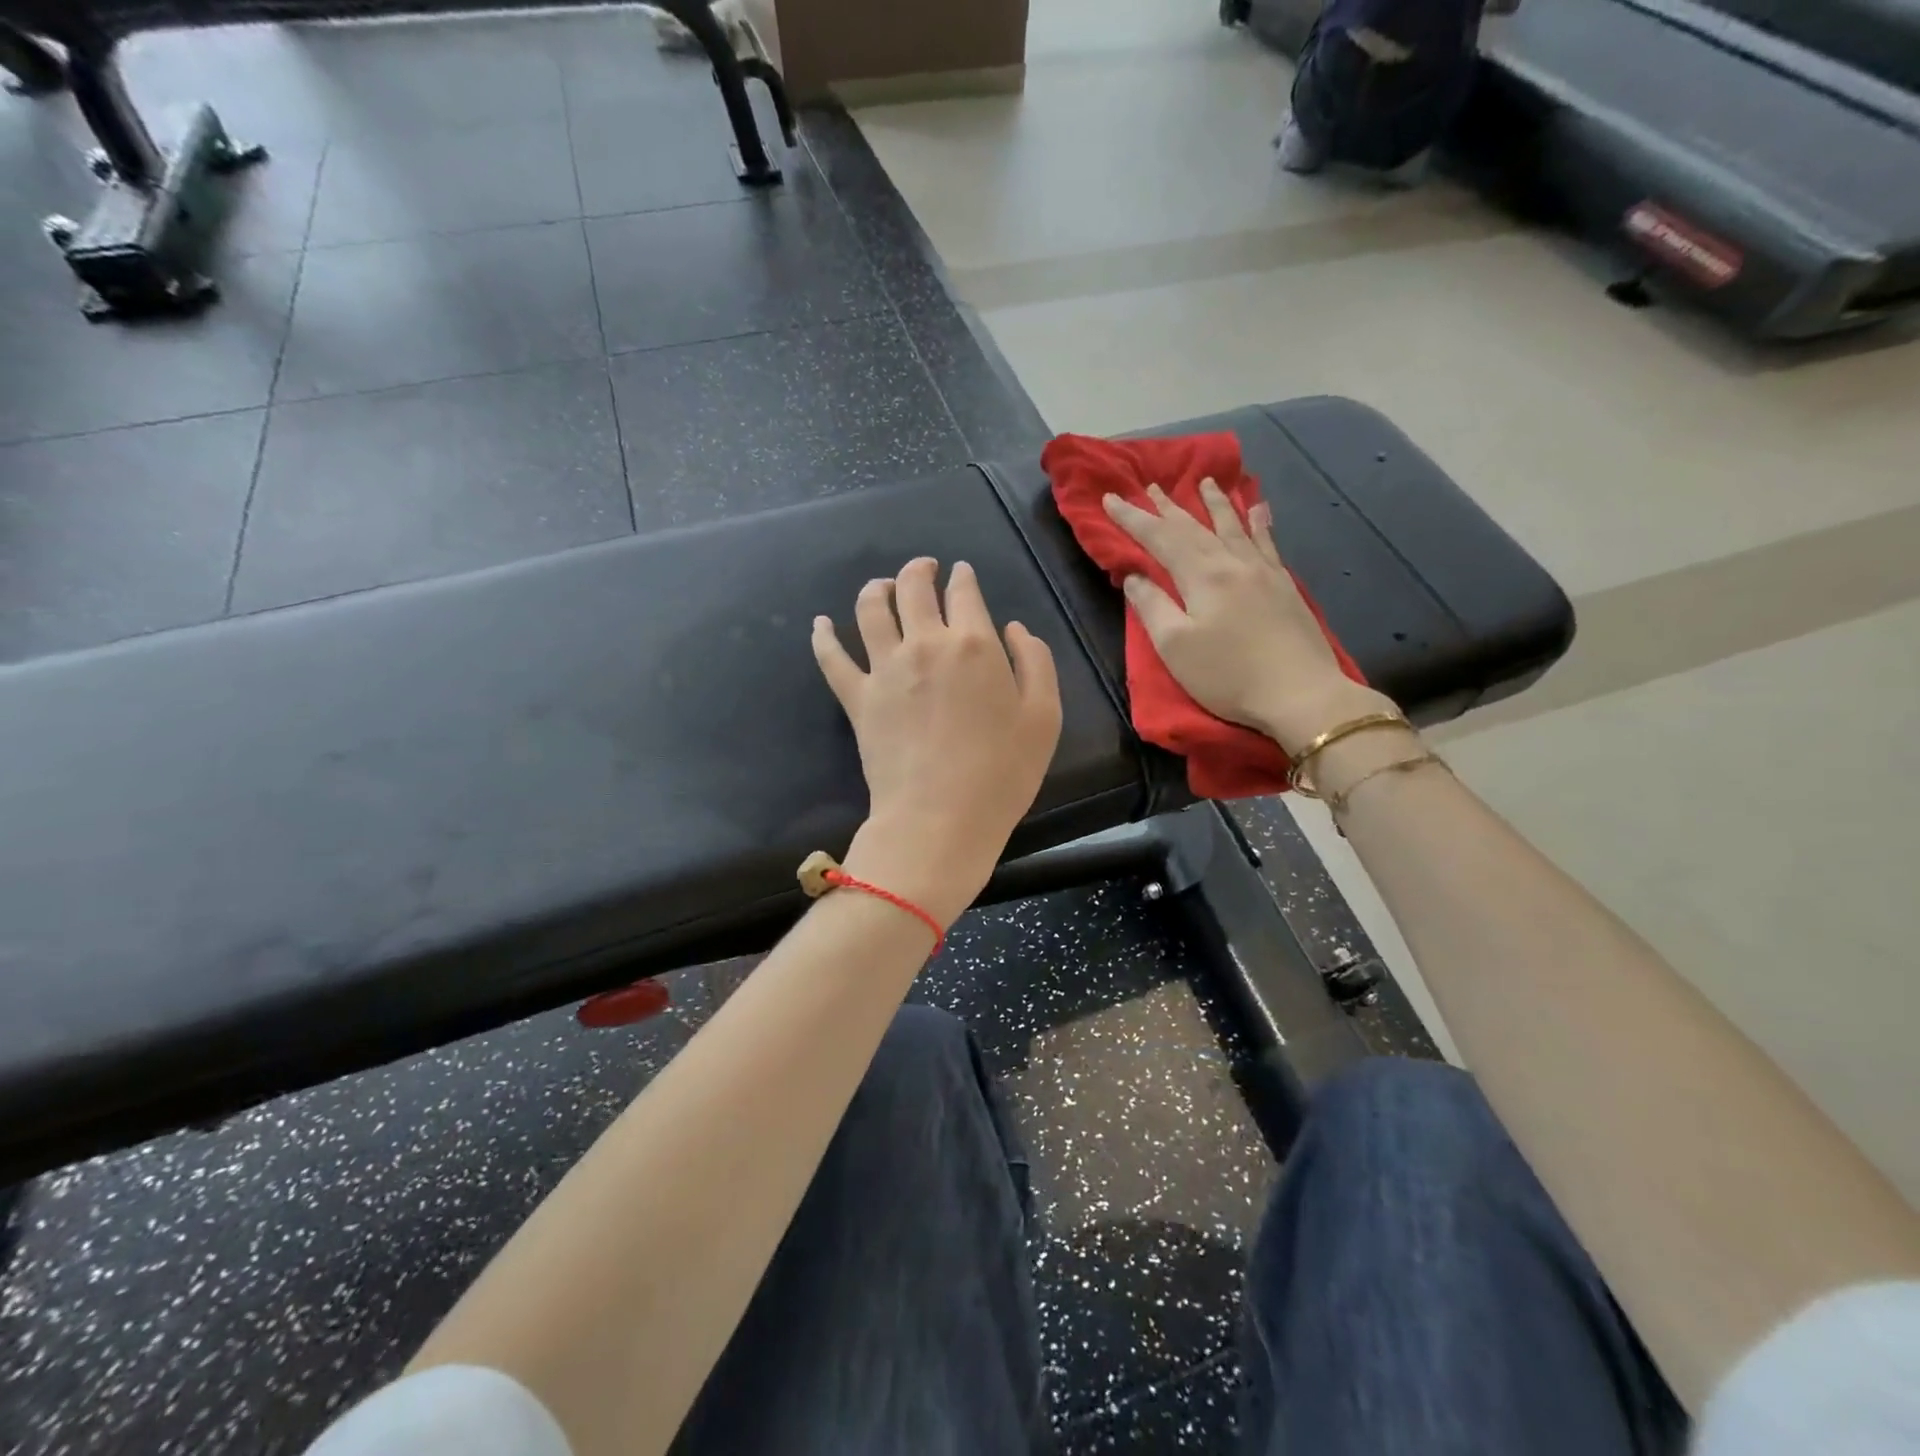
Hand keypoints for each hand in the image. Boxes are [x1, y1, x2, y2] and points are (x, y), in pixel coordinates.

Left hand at [813, 558, 1062, 927]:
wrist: (940, 819)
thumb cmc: (1002, 773)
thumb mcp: (1044, 717)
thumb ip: (1035, 663)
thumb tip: (1013, 629)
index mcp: (974, 644)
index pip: (964, 593)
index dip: (963, 577)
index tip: (962, 572)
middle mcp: (924, 644)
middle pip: (914, 588)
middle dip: (920, 570)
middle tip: (924, 568)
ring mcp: (885, 669)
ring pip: (871, 610)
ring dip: (876, 589)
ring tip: (881, 586)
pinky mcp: (857, 699)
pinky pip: (832, 658)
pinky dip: (823, 636)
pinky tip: (821, 623)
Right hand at [1103, 480, 1394, 755]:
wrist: (1300, 694)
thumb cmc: (1228, 675)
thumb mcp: (1175, 646)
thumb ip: (1152, 606)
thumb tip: (1135, 575)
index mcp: (1201, 576)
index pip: (1159, 538)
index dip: (1133, 518)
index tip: (1110, 498)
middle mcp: (1232, 562)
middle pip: (1194, 527)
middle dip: (1168, 507)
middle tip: (1150, 486)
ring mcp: (1263, 571)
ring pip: (1233, 526)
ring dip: (1214, 503)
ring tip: (1204, 482)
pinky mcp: (1284, 585)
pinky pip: (1267, 541)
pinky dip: (1258, 522)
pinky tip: (1258, 509)